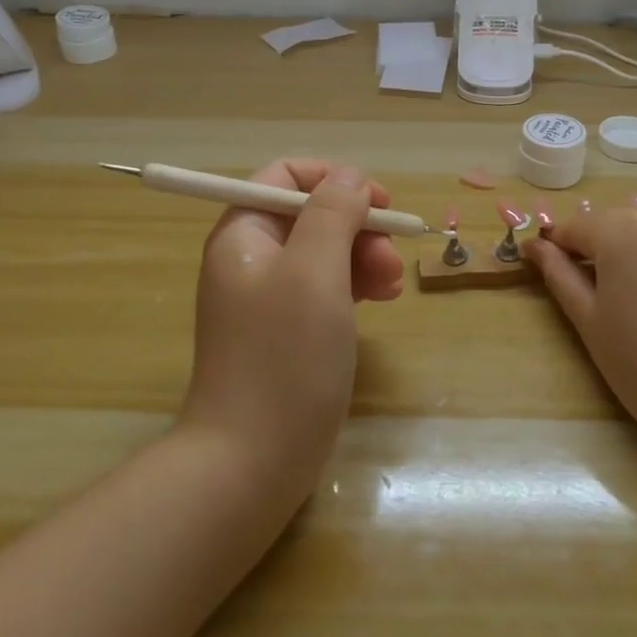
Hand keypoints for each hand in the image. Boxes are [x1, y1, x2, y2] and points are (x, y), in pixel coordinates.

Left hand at [181, 159, 404, 491]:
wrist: (252, 460)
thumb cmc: (284, 357)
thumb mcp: (314, 272)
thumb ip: (333, 213)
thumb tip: (350, 177)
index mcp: (244, 233)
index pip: (286, 176)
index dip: (335, 179)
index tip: (378, 202)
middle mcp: (252, 259)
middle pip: (311, 215)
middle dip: (358, 227)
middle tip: (392, 258)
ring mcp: (270, 299)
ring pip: (325, 253)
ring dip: (364, 258)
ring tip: (393, 287)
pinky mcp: (288, 333)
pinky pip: (326, 290)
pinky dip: (355, 287)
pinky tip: (381, 301)